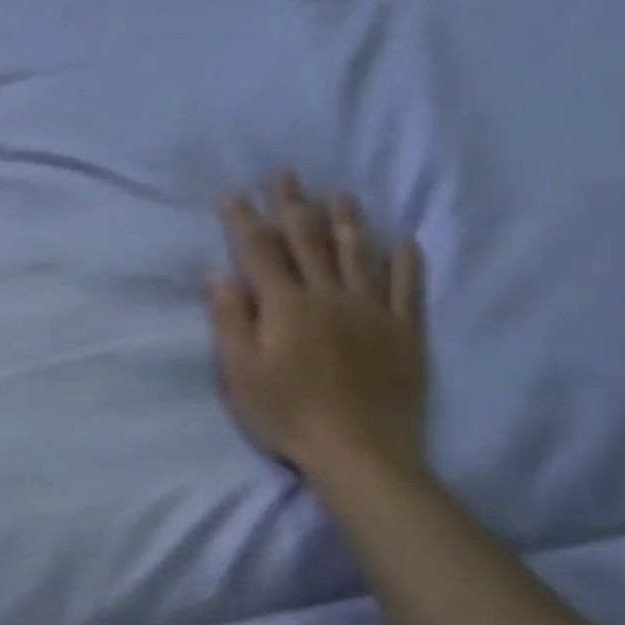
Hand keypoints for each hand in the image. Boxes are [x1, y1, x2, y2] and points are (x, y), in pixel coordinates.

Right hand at [208, 172, 427, 478]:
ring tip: (339, 194)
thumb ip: (231, 321)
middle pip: (309, 242)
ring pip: (359, 254)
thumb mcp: (242, 373)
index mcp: (287, 307)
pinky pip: (407, 287)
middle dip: (294, 206)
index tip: (233, 195)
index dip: (246, 221)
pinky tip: (406, 241)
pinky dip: (407, 262)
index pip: (261, 253)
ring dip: (347, 221)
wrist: (358, 450)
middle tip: (286, 175)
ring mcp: (372, 311)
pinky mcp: (404, 331)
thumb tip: (218, 274)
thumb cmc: (287, 414)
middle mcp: (330, 296)